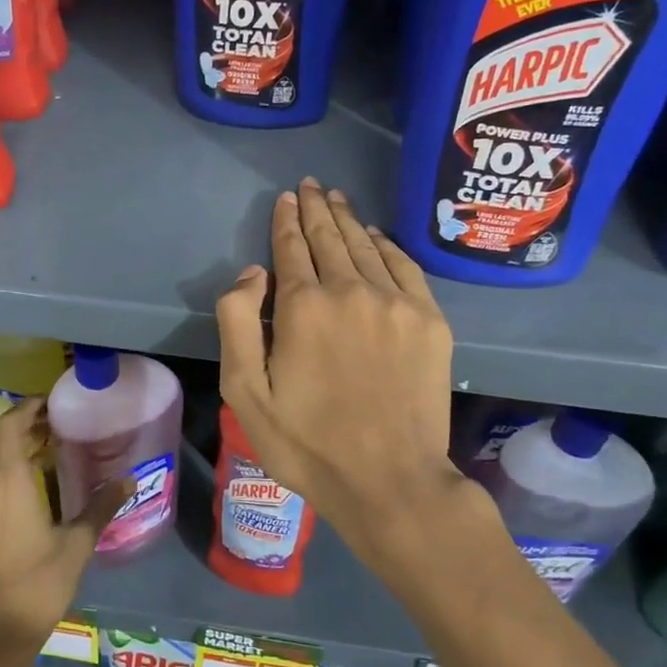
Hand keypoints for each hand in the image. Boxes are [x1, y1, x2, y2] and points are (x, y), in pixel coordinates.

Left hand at [0, 398, 130, 659]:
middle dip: (25, 422)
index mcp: (9, 482)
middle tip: (60, 420)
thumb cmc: (38, 583)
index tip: (53, 401)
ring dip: (18, 443)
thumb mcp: (78, 544)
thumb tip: (129, 479)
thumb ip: (102, 506)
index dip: (27, 407)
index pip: (9, 425)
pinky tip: (40, 479)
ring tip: (54, 444)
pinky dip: (12, 465)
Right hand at [216, 179, 474, 580]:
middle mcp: (351, 291)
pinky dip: (388, 246)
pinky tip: (377, 236)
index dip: (286, 221)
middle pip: (330, 239)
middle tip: (311, 186)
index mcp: (303, 307)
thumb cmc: (307, 443)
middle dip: (317, 209)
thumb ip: (237, 322)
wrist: (390, 480)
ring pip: (367, 247)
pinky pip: (406, 268)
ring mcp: (396, 304)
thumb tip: (254, 272)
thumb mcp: (245, 392)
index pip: (291, 249)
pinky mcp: (430, 321)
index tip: (286, 198)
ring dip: (348, 221)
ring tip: (337, 200)